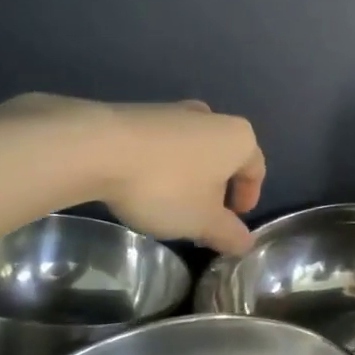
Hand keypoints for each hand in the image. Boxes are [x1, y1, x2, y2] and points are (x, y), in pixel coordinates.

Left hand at [0, 94, 265, 252]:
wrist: (97, 148)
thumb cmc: (165, 185)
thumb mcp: (202, 221)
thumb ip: (228, 234)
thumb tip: (245, 243)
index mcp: (238, 137)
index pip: (256, 169)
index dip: (248, 198)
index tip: (233, 221)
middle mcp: (211, 117)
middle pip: (224, 157)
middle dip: (217, 187)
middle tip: (202, 217)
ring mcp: (174, 111)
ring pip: (193, 149)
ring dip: (189, 176)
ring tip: (170, 205)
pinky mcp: (140, 113)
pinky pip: (163, 144)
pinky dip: (162, 165)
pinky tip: (142, 186)